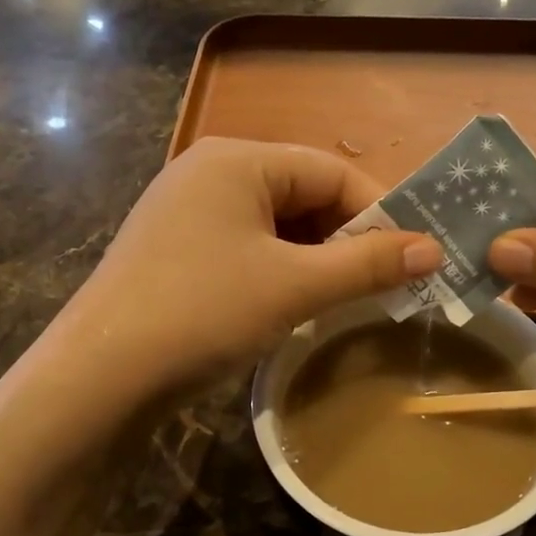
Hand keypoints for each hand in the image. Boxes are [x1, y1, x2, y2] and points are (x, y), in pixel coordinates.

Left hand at [60, 139, 440, 399]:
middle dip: (344, 240)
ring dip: (313, 261)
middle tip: (380, 287)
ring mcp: (184, 213)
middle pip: (302, 195)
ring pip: (274, 227)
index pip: (331, 171)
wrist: (100, 375)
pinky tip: (289, 307)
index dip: (379, 214)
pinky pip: (244, 249)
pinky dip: (277, 273)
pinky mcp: (173, 251)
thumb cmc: (204, 312)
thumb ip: (366, 264)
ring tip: (340, 301)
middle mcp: (208, 172)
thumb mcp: (294, 286)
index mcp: (237, 159)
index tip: (413, 259)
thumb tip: (435, 249)